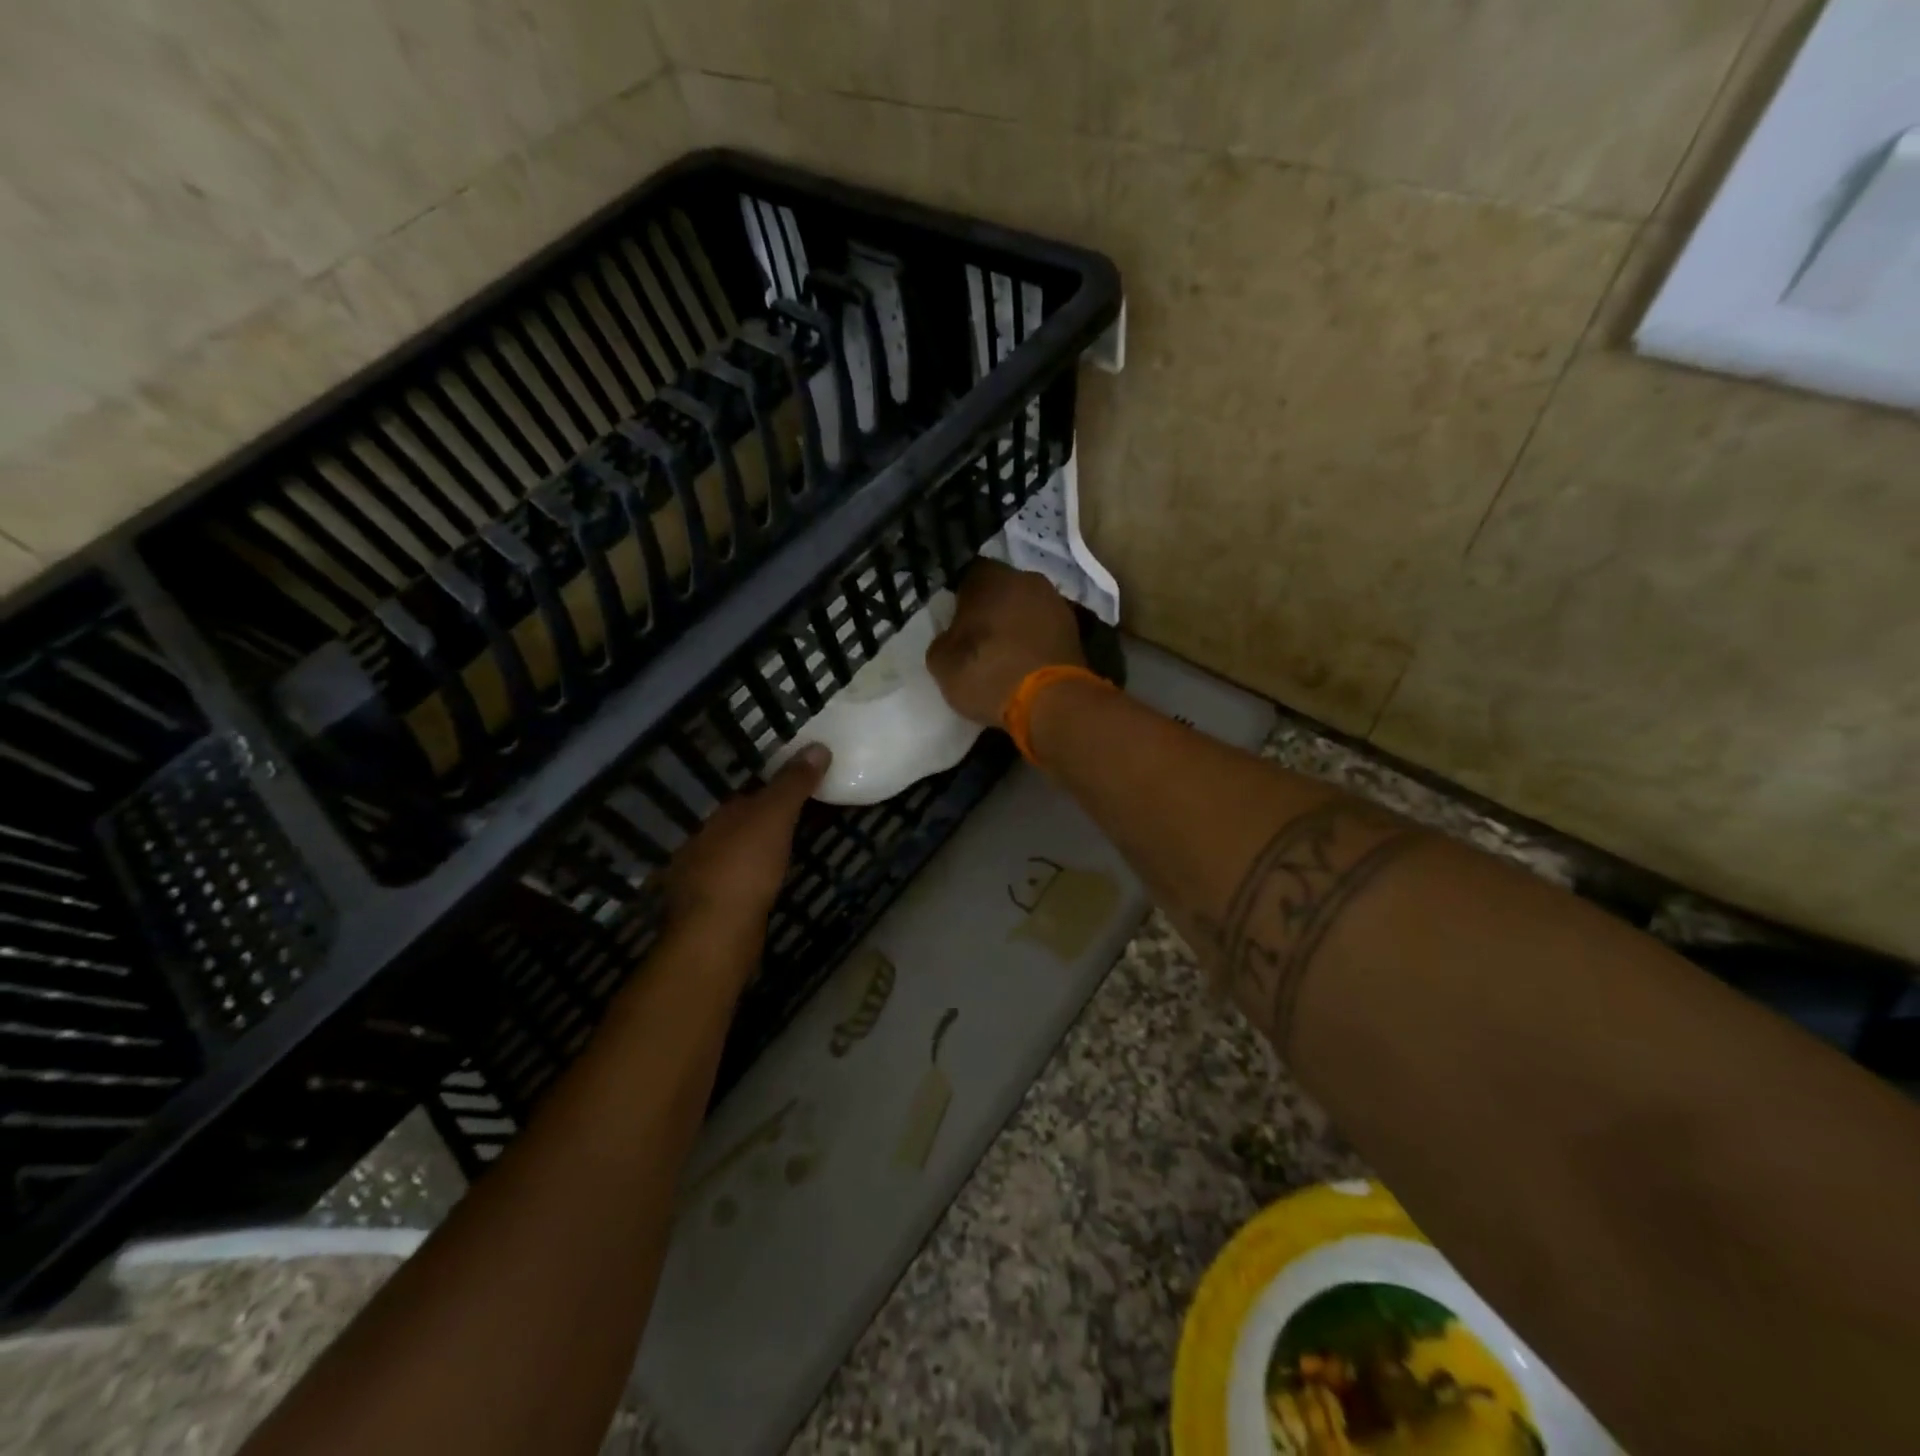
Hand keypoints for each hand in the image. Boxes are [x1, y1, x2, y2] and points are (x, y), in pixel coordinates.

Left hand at [665, 745, 829, 929]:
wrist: (716, 934)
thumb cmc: (745, 868)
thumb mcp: (775, 816)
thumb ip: (793, 783)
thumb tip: (818, 745)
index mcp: (719, 816)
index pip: (748, 794)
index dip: (775, 789)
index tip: (804, 789)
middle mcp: (705, 841)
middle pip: (741, 824)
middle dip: (766, 821)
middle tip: (803, 819)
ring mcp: (703, 877)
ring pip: (737, 854)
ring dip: (759, 850)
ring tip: (790, 851)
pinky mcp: (712, 909)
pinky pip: (738, 882)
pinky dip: (754, 878)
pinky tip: (768, 885)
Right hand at [925, 560, 1085, 725]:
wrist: (1051, 702)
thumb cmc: (989, 673)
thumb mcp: (942, 664)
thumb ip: (944, 641)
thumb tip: (952, 638)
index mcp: (991, 577)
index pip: (968, 574)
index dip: (959, 597)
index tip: (953, 619)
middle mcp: (1028, 579)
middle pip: (1002, 589)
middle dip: (990, 608)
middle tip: (977, 637)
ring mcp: (1057, 603)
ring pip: (1027, 608)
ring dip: (1016, 624)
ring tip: (1004, 654)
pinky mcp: (1076, 631)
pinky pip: (1045, 630)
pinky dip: (1035, 642)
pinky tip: (1025, 664)